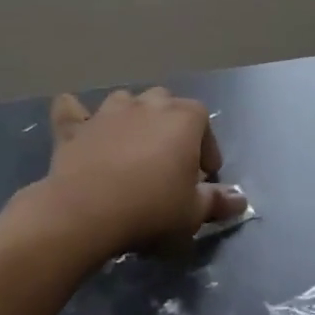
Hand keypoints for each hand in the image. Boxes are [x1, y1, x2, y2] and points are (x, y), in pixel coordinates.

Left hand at [34, 89, 243, 259]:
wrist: (85, 212)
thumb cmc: (151, 208)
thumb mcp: (193, 213)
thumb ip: (217, 202)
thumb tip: (240, 200)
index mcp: (184, 118)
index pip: (204, 122)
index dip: (206, 148)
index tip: (203, 176)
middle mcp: (148, 104)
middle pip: (166, 104)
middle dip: (170, 126)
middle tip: (168, 162)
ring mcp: (109, 112)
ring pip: (126, 101)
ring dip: (131, 117)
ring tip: (132, 147)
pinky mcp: (75, 128)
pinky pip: (73, 111)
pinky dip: (76, 115)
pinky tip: (78, 126)